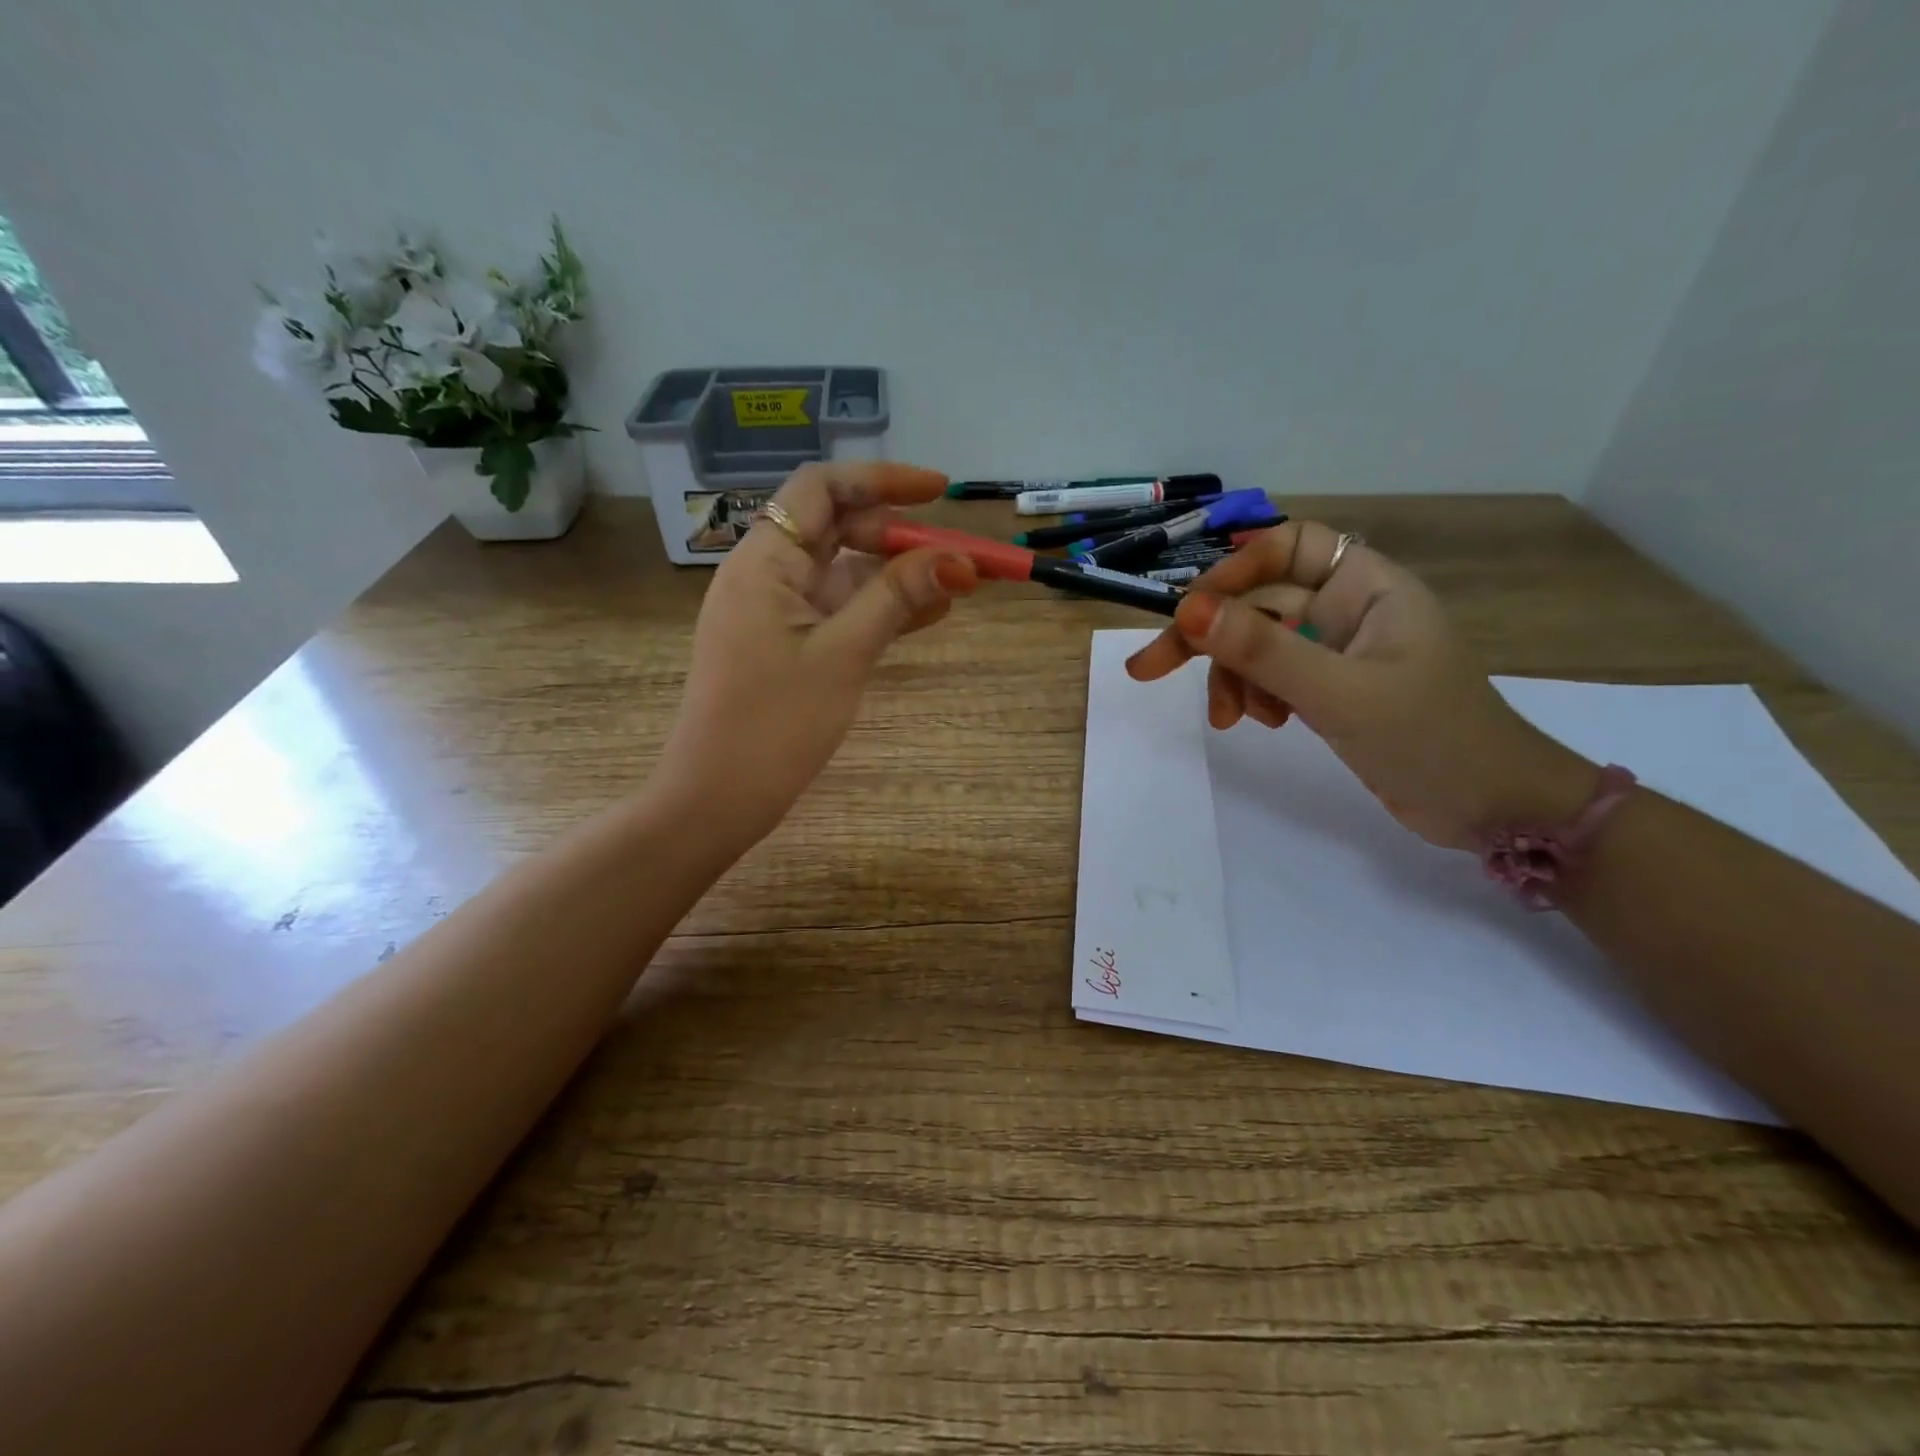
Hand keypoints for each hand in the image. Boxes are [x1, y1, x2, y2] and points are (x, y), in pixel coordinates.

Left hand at [655, 461, 976, 847]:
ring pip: (844, 574)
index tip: (940, 492)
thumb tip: (958, 559)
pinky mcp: (785, 646)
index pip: (822, 489)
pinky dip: (878, 610)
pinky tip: (928, 616)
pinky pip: (838, 612)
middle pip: (838, 530)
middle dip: (900, 538)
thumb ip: (896, 598)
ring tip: (958, 588)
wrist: (716, 799)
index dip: (882, 481)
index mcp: (764, 562)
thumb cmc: (773, 725)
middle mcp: (765, 576)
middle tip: (958, 560)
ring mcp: (775, 613)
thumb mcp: (843, 655)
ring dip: (897, 577)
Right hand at [1125, 520, 1595, 848]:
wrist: (1492, 810)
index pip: (1287, 547)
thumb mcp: (1337, 693)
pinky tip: (1260, 723)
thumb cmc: (1430, 738)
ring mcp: (1336, 651)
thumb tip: (1186, 610)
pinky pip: (1271, 676)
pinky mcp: (1328, 689)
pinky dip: (1254, 695)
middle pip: (1259, 601)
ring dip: (1232, 676)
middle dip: (1209, 636)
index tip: (1188, 611)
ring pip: (1257, 643)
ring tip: (1229, 721)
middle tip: (1149, 669)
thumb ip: (1262, 651)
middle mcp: (1348, 609)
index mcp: (1366, 587)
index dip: (1235, 569)